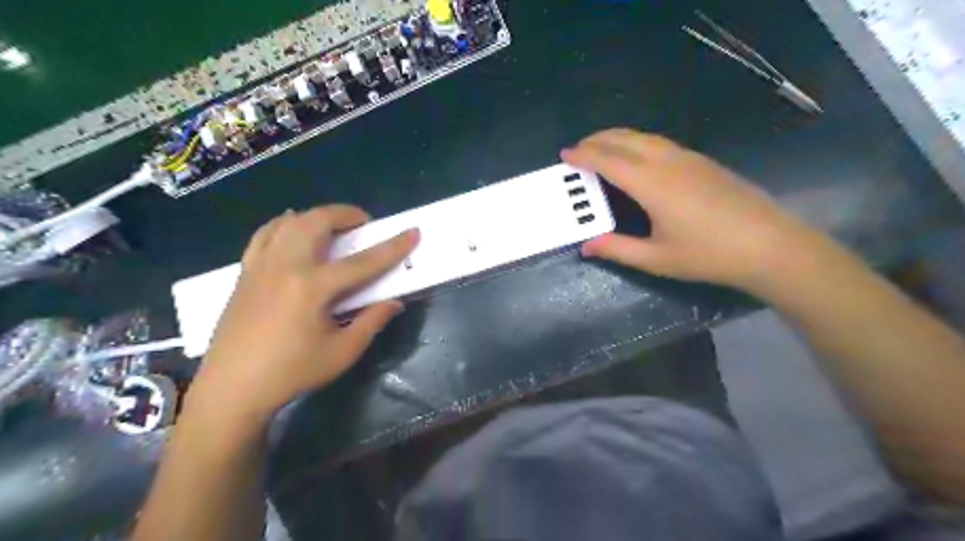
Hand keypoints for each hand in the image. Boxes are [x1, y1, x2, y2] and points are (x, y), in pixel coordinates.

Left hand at [187, 207, 419, 423]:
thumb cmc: (291, 373)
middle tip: (363, 225)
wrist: (232, 389)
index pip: (363, 262)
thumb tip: (394, 302)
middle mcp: (285, 267)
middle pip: (317, 222)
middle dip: (346, 214)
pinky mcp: (245, 273)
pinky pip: (265, 235)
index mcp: (312, 288)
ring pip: (289, 222)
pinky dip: (284, 225)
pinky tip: (293, 232)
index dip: (393, 247)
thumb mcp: (341, 352)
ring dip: (316, 216)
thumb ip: (371, 322)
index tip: (413, 232)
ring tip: (332, 228)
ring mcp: (261, 266)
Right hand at [558, 129, 821, 291]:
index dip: (584, 156)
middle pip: (625, 139)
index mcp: (652, 184)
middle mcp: (667, 162)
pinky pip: (661, 142)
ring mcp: (689, 158)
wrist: (770, 245)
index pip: (609, 161)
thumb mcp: (657, 258)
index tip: (565, 154)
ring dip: (618, 137)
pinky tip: (637, 157)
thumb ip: (617, 249)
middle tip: (578, 148)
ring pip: (645, 137)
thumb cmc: (709, 254)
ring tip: (602, 147)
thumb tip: (586, 246)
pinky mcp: (703, 162)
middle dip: (597, 140)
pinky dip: (638, 142)